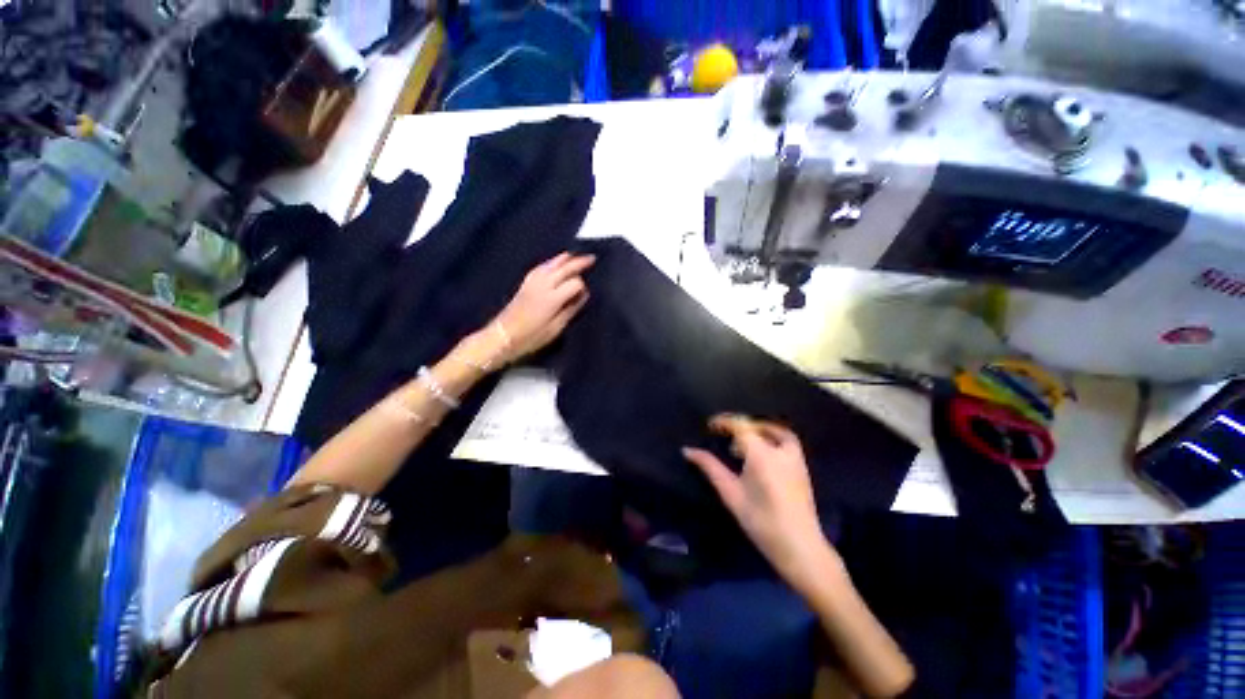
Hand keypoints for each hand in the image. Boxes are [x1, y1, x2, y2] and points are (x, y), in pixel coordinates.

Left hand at [490, 252, 594, 364]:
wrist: (503, 335)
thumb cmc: (531, 336)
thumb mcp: (556, 328)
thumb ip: (571, 309)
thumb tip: (583, 295)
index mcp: (553, 298)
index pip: (575, 283)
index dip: (582, 287)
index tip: (585, 294)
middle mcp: (544, 285)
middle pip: (564, 268)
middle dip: (579, 262)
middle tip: (591, 258)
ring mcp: (533, 282)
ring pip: (551, 264)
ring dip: (565, 259)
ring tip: (575, 256)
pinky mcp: (525, 283)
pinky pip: (540, 267)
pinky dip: (550, 262)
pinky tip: (554, 262)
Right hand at [683, 415, 836, 591]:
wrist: (799, 546)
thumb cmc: (761, 521)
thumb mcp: (730, 493)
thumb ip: (710, 467)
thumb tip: (688, 450)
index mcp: (761, 454)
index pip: (741, 425)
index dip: (724, 421)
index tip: (710, 425)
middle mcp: (780, 450)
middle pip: (757, 426)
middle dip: (739, 426)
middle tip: (724, 435)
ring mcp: (795, 457)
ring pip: (775, 431)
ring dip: (757, 430)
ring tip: (743, 443)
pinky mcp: (802, 466)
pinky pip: (786, 441)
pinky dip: (772, 438)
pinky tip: (762, 453)